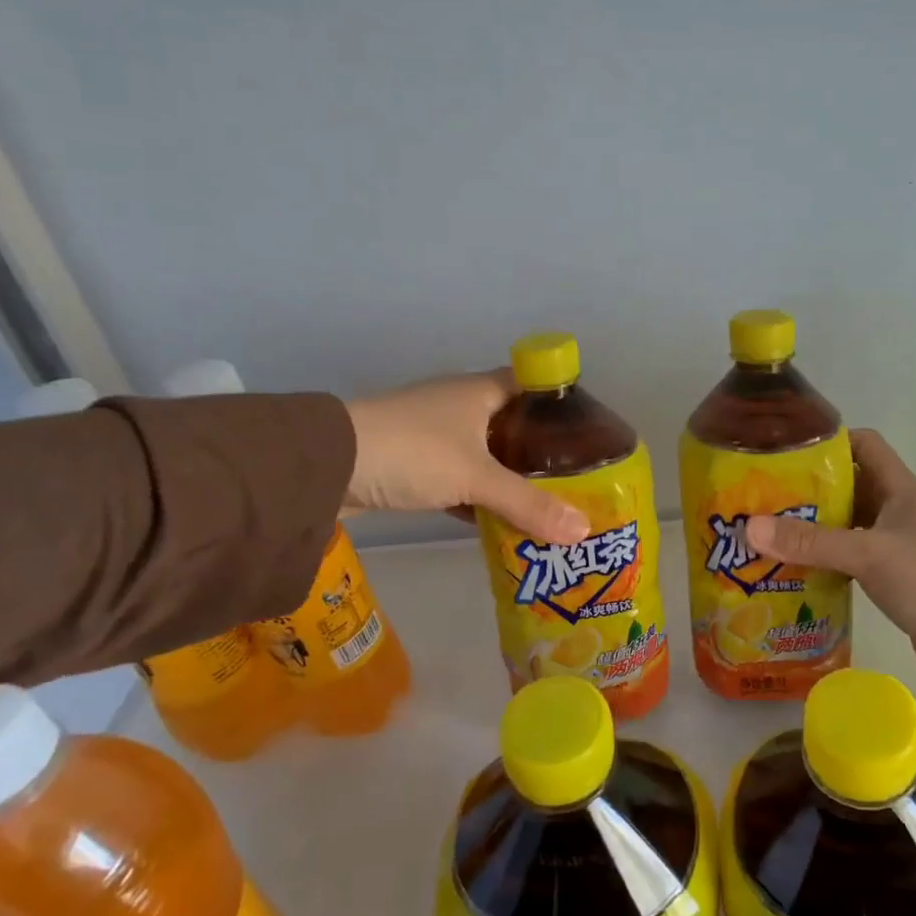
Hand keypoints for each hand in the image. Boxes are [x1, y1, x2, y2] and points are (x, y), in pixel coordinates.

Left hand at [344, 372, 588, 544]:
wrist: (327, 466)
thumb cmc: (413, 452)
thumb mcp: (476, 477)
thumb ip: (529, 504)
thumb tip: (583, 531)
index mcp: (479, 391)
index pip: (531, 384)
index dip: (559, 402)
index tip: (588, 431)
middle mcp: (460, 405)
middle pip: (512, 423)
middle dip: (541, 450)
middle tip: (576, 479)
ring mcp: (434, 435)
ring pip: (486, 454)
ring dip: (510, 477)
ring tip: (548, 503)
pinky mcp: (414, 464)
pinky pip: (460, 479)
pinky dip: (480, 497)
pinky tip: (500, 521)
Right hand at [746, 430, 915, 696]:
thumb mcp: (869, 556)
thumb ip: (811, 542)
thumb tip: (749, 528)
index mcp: (900, 489)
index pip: (863, 444)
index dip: (828, 441)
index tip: (784, 451)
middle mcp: (894, 510)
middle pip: (845, 485)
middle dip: (805, 488)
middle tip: (760, 495)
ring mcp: (892, 544)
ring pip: (843, 523)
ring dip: (810, 526)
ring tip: (764, 530)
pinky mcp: (888, 576)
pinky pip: (846, 556)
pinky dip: (821, 558)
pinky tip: (789, 567)